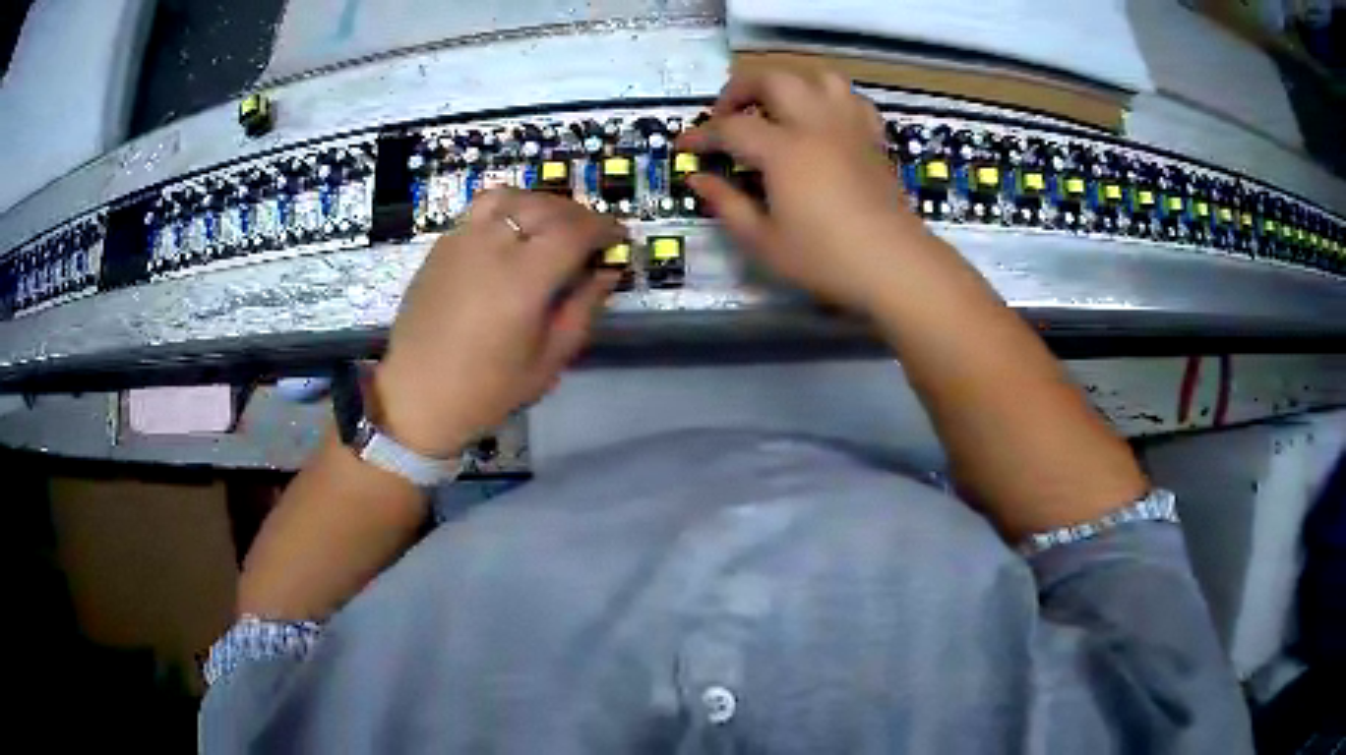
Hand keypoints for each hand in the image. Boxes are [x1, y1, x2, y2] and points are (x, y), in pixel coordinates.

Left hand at [375, 189, 624, 455]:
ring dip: (542, 204)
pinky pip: (482, 208)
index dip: (604, 229)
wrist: (416, 395)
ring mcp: (463, 239)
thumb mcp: (548, 361)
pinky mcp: (442, 244)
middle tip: (590, 238)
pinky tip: (514, 234)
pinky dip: (509, 208)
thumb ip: (582, 310)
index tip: (618, 239)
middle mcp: (493, 246)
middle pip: (546, 207)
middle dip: (578, 216)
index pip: (576, 231)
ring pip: (512, 197)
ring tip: (551, 227)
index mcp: (523, 279)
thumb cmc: (486, 390)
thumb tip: (606, 273)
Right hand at [678, 68, 938, 313]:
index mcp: (784, 150)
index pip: (731, 127)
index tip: (686, 146)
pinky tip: (822, 121)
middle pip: (773, 79)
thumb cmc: (826, 259)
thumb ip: (727, 204)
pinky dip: (831, 100)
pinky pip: (852, 100)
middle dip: (741, 90)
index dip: (702, 135)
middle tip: (728, 115)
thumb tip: (698, 179)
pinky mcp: (873, 138)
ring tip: (777, 108)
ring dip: (790, 84)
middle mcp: (815, 125)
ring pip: (818, 77)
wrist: (895, 265)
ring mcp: (849, 127)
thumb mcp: (764, 241)